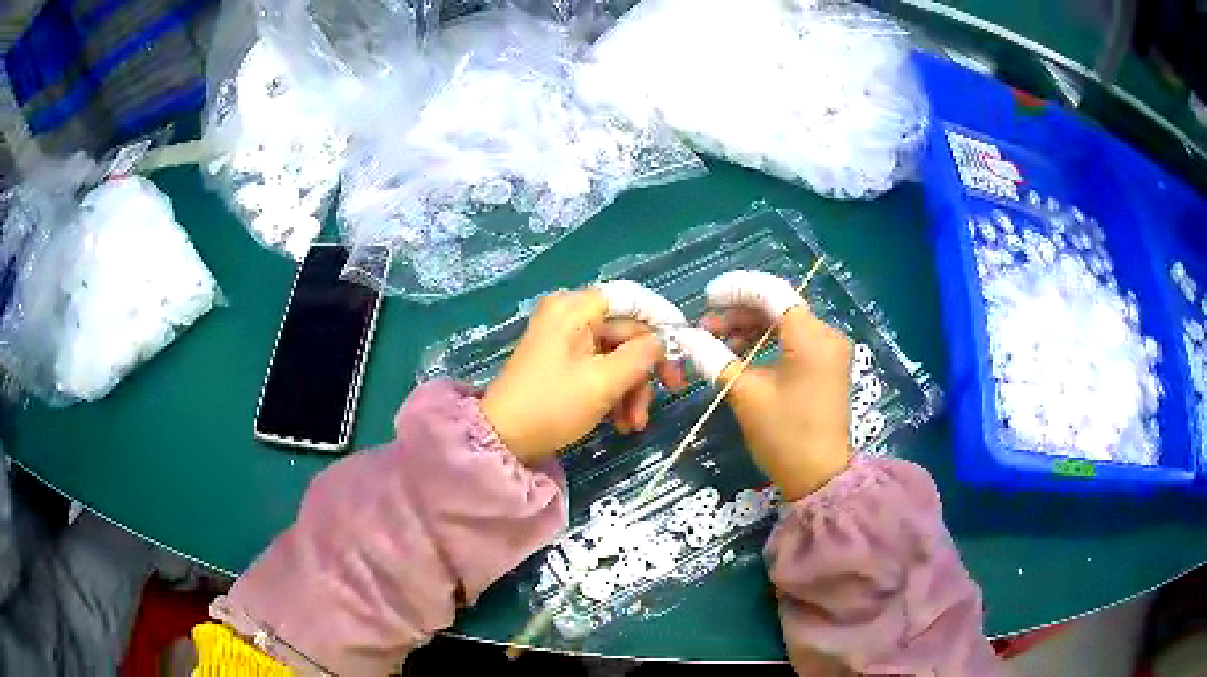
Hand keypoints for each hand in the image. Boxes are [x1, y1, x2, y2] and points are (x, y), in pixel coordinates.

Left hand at [481, 289, 678, 464]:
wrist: (504, 439)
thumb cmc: (552, 405)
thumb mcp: (604, 382)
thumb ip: (640, 357)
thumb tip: (662, 342)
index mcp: (574, 308)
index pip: (630, 299)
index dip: (662, 318)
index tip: (686, 344)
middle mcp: (570, 316)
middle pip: (626, 332)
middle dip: (646, 370)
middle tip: (671, 393)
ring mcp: (566, 340)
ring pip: (617, 355)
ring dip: (632, 389)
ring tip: (633, 424)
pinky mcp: (564, 363)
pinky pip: (601, 369)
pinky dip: (615, 393)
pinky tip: (620, 423)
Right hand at [702, 277, 853, 500]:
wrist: (818, 478)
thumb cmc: (783, 436)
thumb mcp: (745, 394)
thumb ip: (714, 357)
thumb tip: (686, 336)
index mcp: (811, 337)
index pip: (772, 293)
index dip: (736, 289)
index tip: (707, 298)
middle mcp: (827, 334)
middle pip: (778, 306)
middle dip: (739, 312)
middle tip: (705, 326)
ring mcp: (830, 350)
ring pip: (784, 322)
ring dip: (751, 327)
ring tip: (716, 340)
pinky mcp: (826, 364)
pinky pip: (793, 340)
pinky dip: (767, 341)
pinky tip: (741, 353)